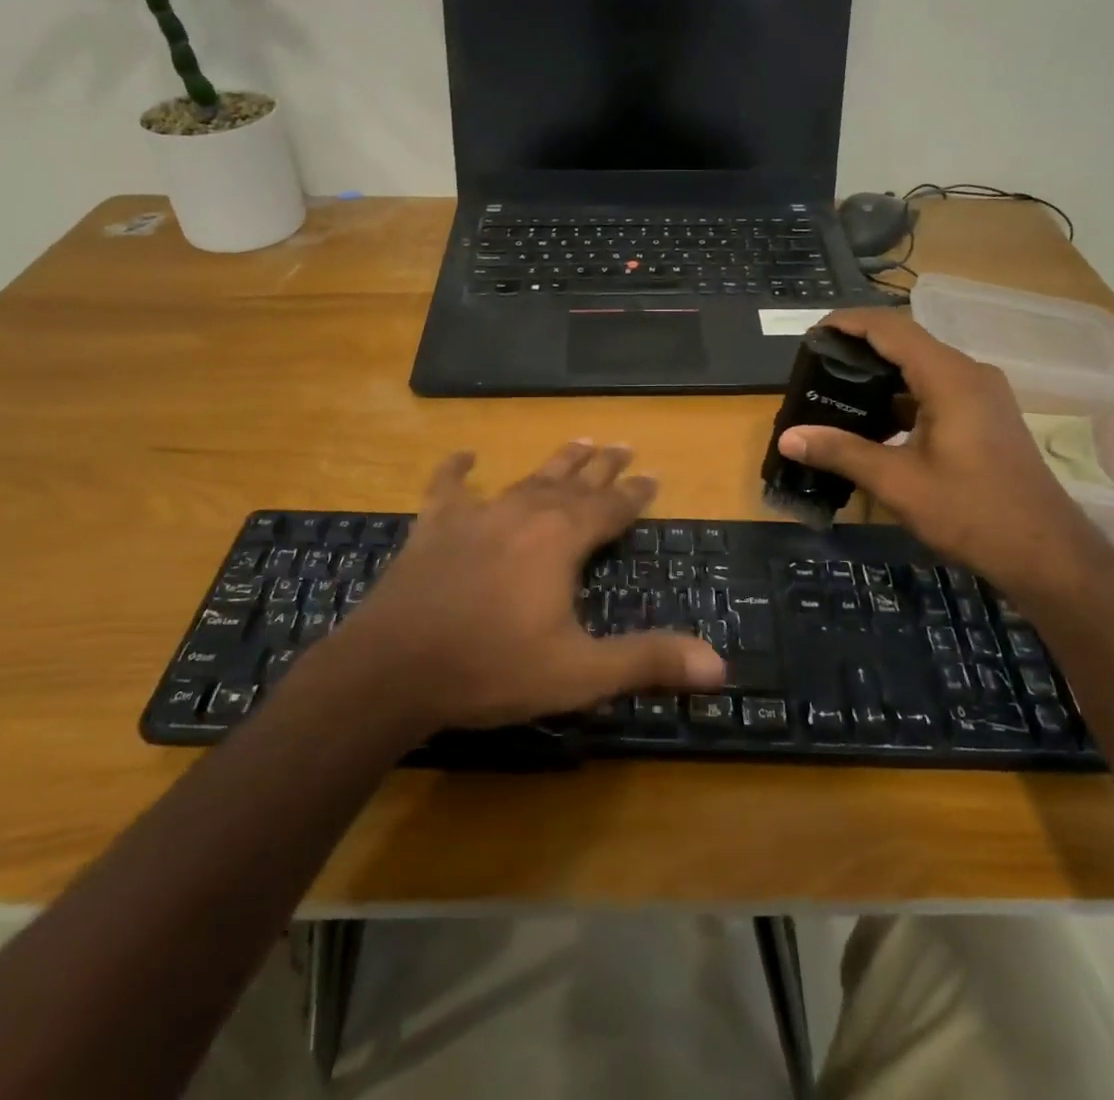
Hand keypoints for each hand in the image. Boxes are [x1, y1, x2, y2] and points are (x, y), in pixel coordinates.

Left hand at [329, 441, 725, 729]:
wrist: (393, 668)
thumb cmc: (492, 668)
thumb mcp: (579, 673)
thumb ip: (647, 662)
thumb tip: (721, 666)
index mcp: (562, 539)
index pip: (611, 507)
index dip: (636, 492)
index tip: (654, 474)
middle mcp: (525, 513)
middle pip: (574, 482)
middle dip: (602, 466)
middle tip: (623, 445)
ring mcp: (477, 515)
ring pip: (526, 479)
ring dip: (555, 462)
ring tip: (578, 440)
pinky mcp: (434, 528)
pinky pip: (448, 488)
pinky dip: (457, 470)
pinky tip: (464, 455)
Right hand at [777, 309, 1112, 597]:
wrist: (1045, 552)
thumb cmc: (971, 512)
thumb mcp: (897, 483)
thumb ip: (841, 452)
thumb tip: (788, 438)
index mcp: (950, 378)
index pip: (891, 328)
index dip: (850, 322)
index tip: (813, 332)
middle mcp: (970, 374)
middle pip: (907, 341)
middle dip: (860, 346)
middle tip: (817, 364)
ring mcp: (983, 394)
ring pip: (922, 365)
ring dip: (882, 372)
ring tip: (838, 389)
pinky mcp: (986, 415)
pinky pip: (936, 387)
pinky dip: (902, 394)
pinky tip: (876, 420)